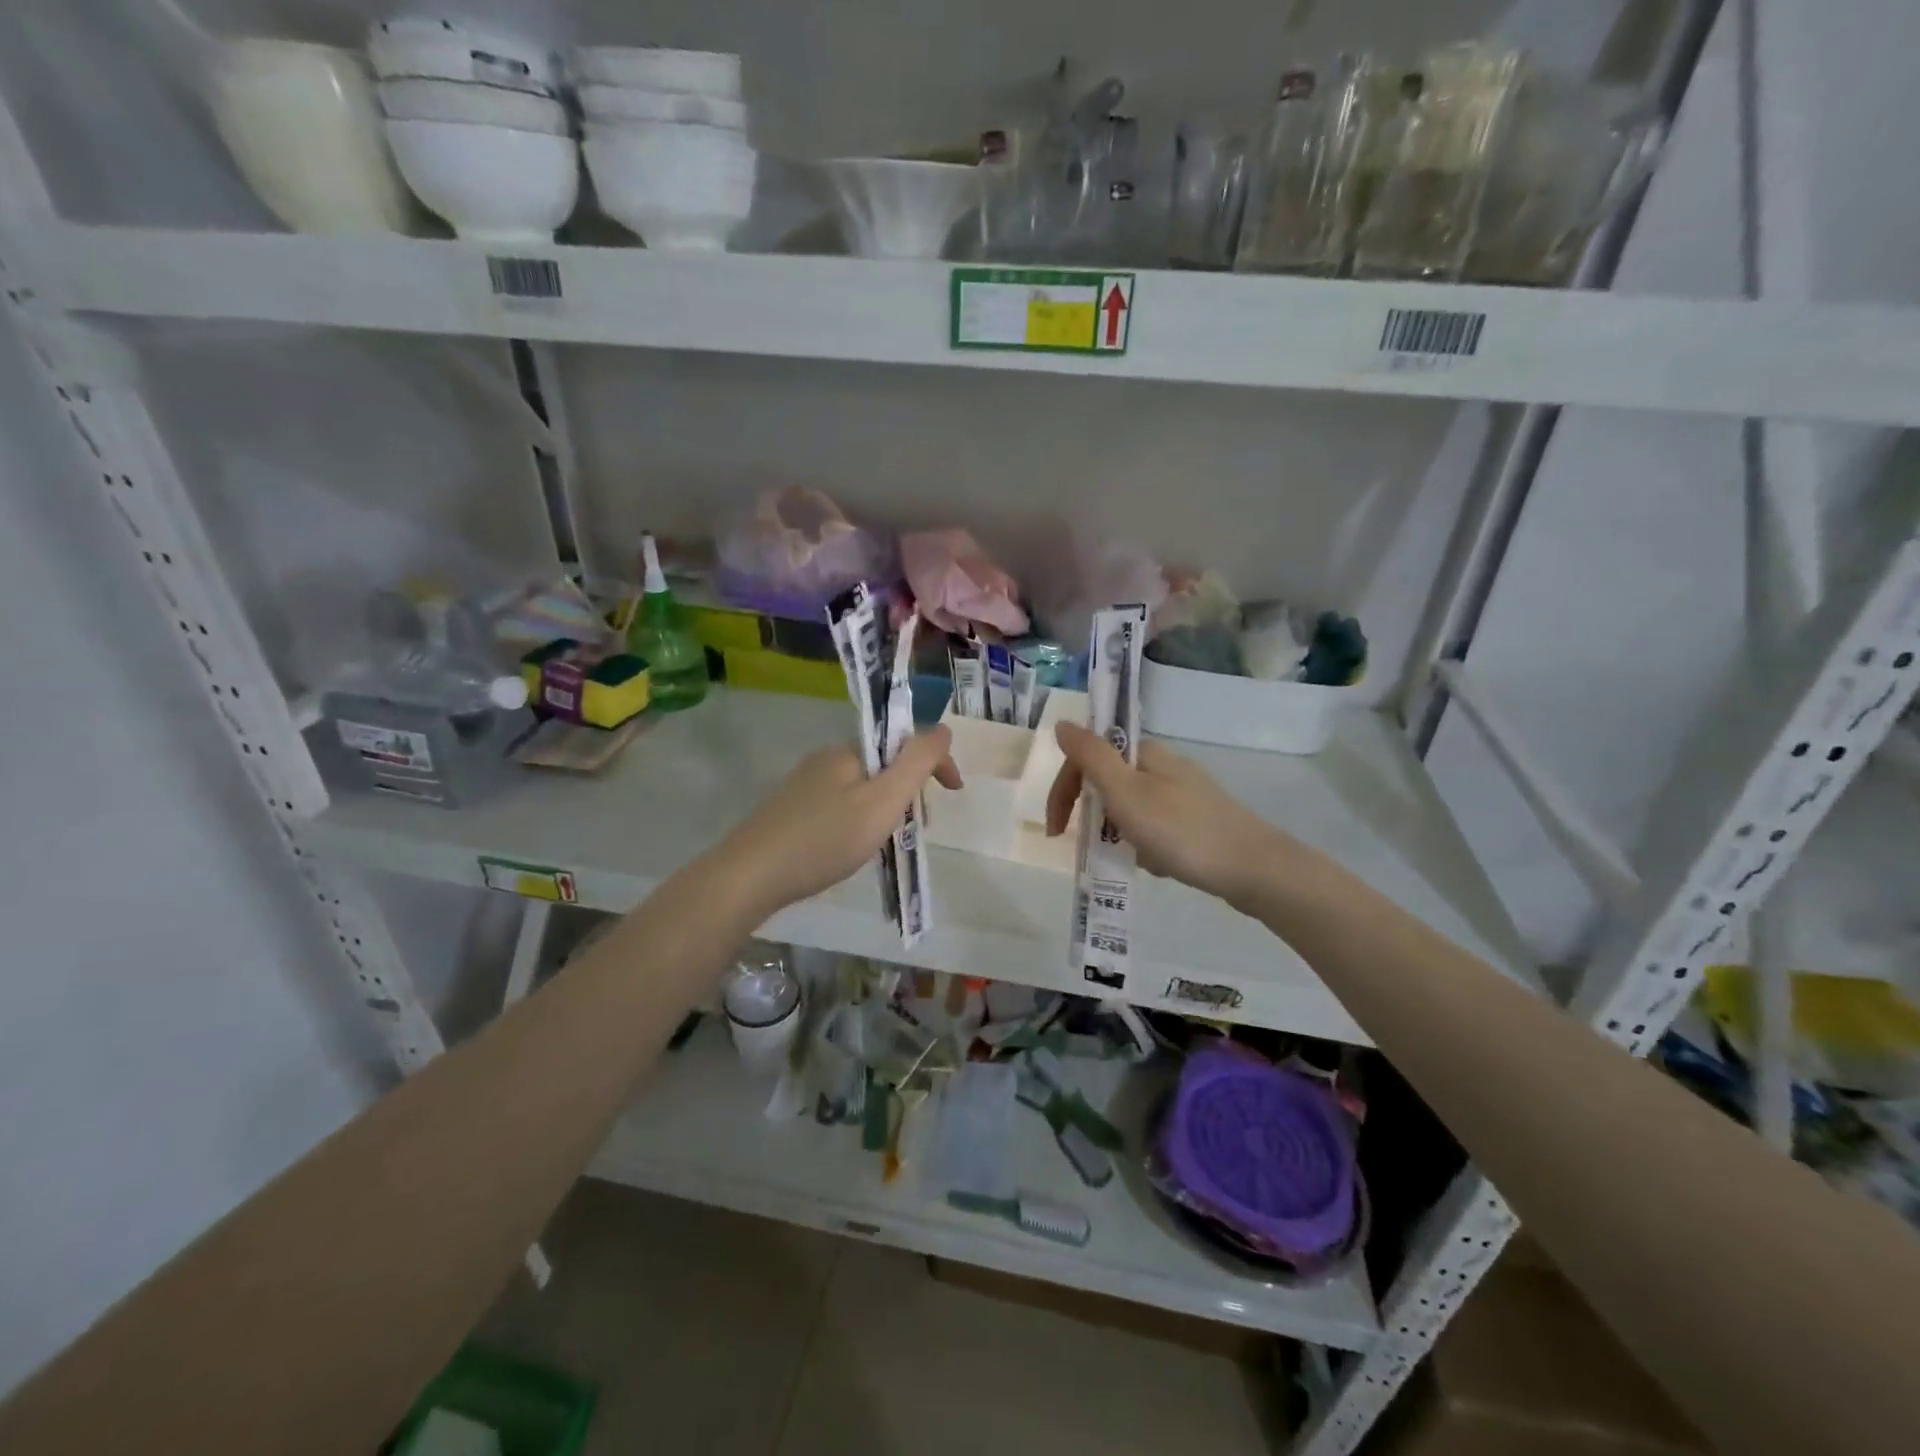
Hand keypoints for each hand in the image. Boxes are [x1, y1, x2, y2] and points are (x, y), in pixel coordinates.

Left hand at [709, 728, 961, 921]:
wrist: (750, 876)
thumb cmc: (825, 839)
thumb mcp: (883, 800)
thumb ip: (917, 763)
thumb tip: (943, 728)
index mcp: (849, 751)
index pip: (905, 742)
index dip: (936, 762)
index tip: (955, 793)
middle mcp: (826, 759)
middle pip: (885, 765)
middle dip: (910, 791)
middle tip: (918, 829)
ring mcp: (805, 785)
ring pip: (863, 789)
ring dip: (886, 809)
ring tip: (888, 845)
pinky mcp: (791, 810)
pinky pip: (841, 806)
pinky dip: (861, 821)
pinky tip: (854, 849)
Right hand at [1045, 720, 1285, 909]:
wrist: (1252, 868)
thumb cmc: (1180, 830)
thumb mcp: (1125, 792)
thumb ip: (1090, 756)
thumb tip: (1063, 723)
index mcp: (1145, 754)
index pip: (1087, 760)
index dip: (1063, 792)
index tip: (1057, 832)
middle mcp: (1164, 766)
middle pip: (1109, 785)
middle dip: (1094, 816)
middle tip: (1092, 847)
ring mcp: (1185, 794)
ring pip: (1131, 809)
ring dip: (1119, 834)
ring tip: (1131, 859)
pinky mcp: (1199, 821)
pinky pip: (1155, 829)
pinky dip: (1145, 846)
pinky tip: (1157, 865)